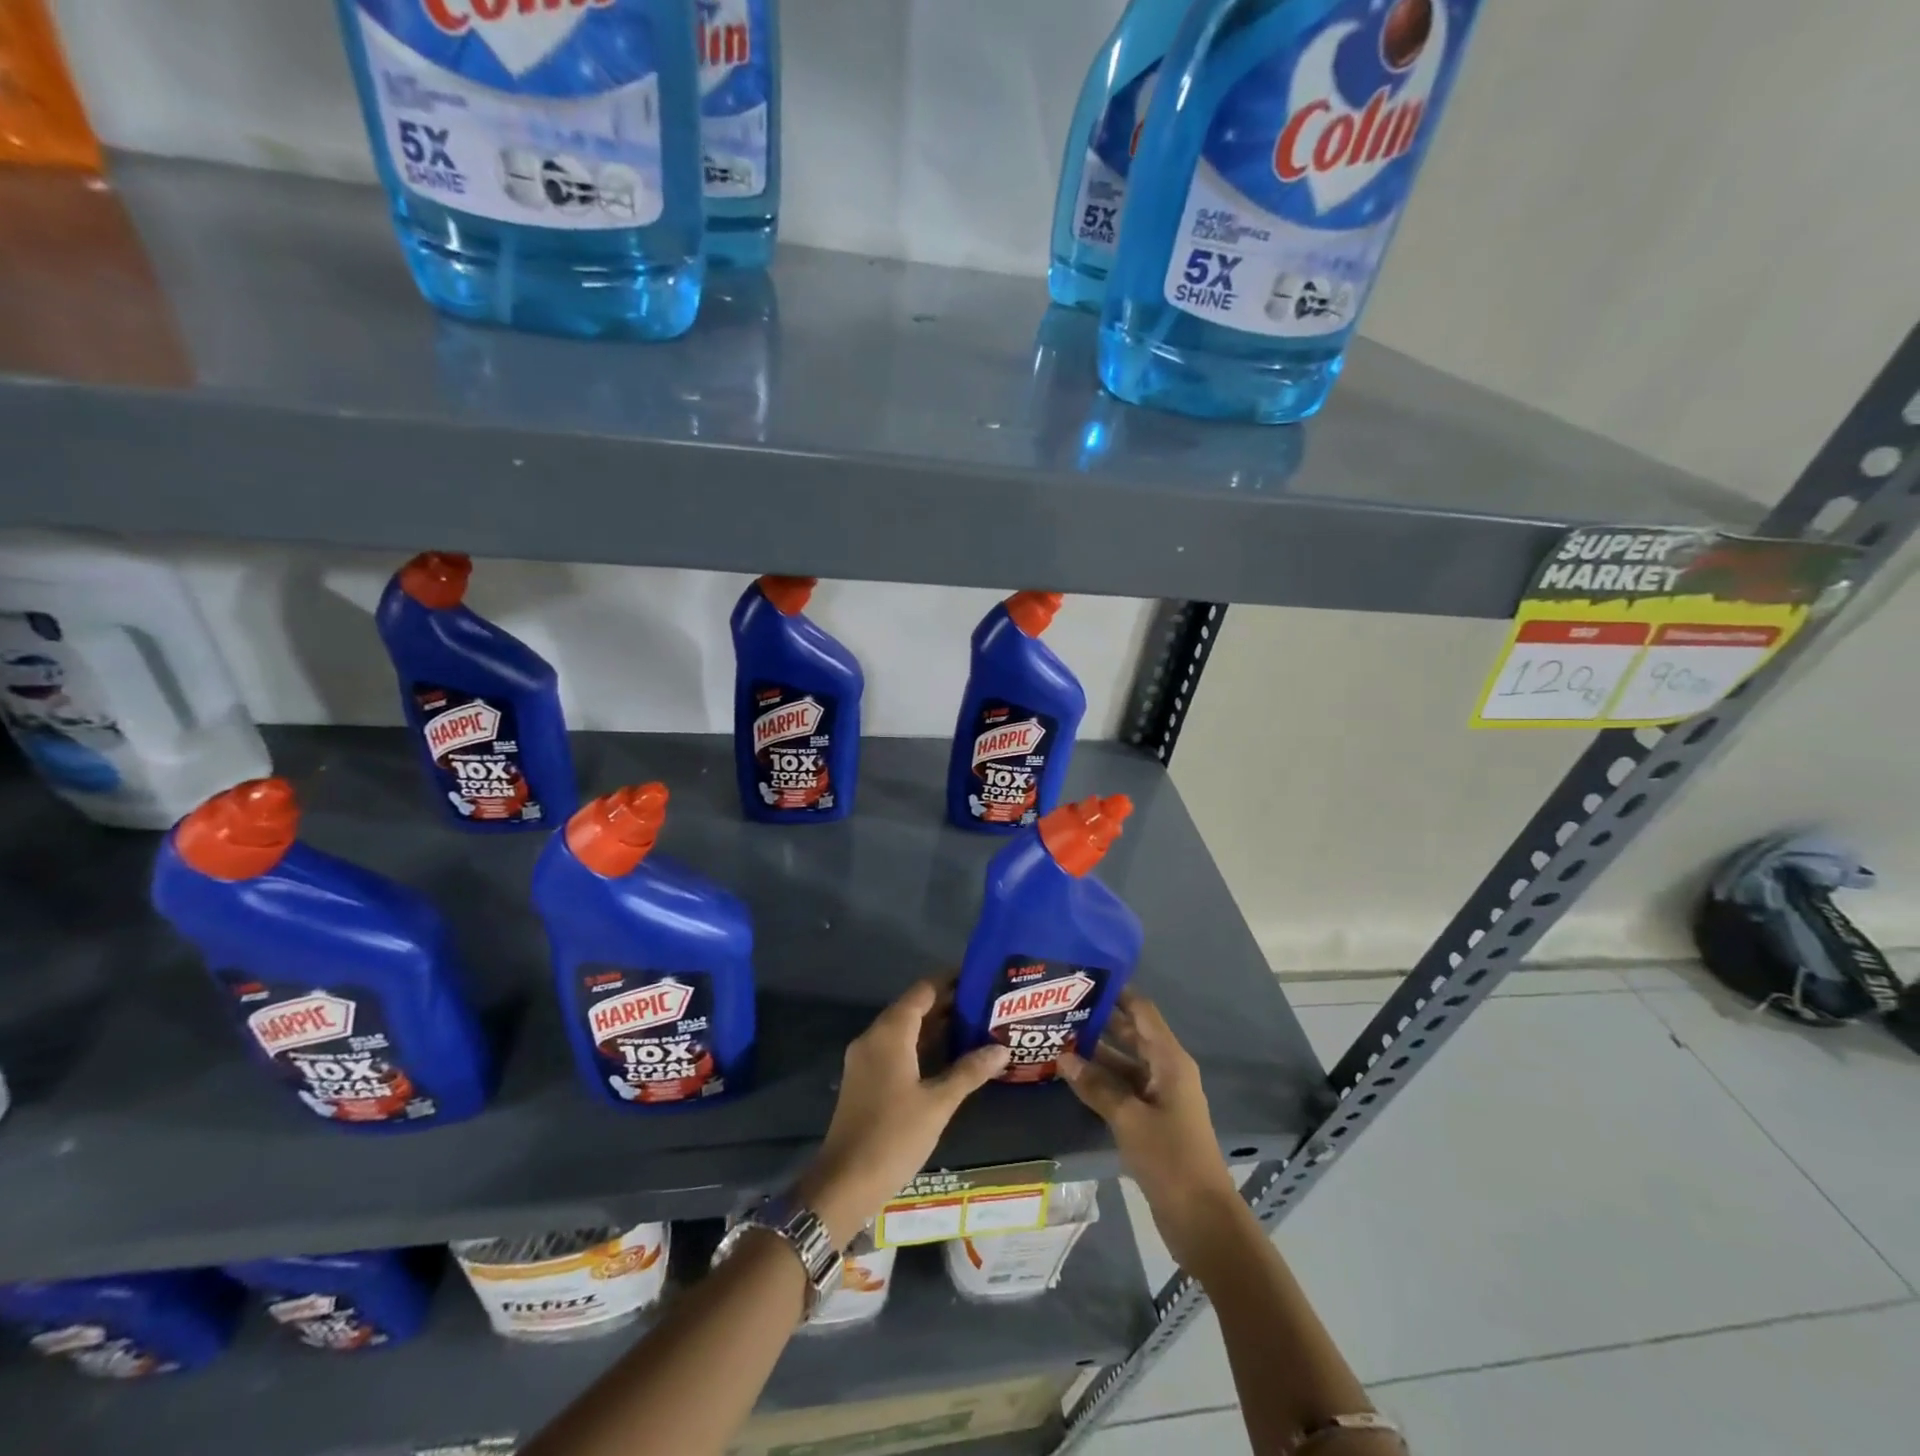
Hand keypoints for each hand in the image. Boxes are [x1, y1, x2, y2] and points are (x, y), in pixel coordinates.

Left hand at [796, 980, 1009, 1247]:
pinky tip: (948, 1056)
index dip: (950, 980)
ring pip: (905, 1028)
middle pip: (913, 1006)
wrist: (844, 1182)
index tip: (980, 976)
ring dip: (935, 1025)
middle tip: (986, 1003)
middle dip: (947, 1003)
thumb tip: (1001, 1048)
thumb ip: (969, 1071)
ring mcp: (866, 1058)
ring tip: (975, 1024)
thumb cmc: (893, 1136)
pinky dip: (921, 1044)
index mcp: (890, 1032)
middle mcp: (874, 1036)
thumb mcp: (938, 1103)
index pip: (923, 990)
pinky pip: (896, 1047)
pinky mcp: (865, 1078)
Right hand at [1058, 991, 1240, 1266]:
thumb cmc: (1171, 1159)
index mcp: (1170, 1060)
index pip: (1142, 1011)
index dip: (1117, 992)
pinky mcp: (1151, 1119)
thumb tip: (1063, 1058)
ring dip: (1095, 1053)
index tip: (1083, 979)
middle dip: (1099, 1021)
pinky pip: (1123, 1088)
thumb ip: (1096, 1086)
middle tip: (1060, 1008)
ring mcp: (1159, 1096)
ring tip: (1056, 1038)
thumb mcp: (1129, 1119)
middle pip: (1132, 1034)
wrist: (1202, 1220)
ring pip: (1124, 1063)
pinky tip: (1071, 1077)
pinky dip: (1100, 1081)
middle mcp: (1166, 1070)